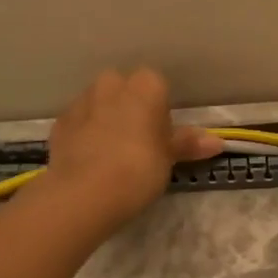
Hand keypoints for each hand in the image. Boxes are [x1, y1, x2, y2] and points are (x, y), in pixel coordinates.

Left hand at [44, 68, 223, 226]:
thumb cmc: (139, 169)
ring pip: (99, 103)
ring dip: (106, 118)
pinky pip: (79, 122)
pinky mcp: (59, 123)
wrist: (84, 193)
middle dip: (130, 107)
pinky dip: (85, 134)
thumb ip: (188, 144)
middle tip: (139, 141)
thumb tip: (218, 142)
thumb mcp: (169, 158)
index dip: (160, 109)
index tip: (161, 134)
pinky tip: (91, 160)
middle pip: (124, 88)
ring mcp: (81, 102)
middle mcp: (111, 85)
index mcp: (144, 86)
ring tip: (112, 153)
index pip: (157, 84)